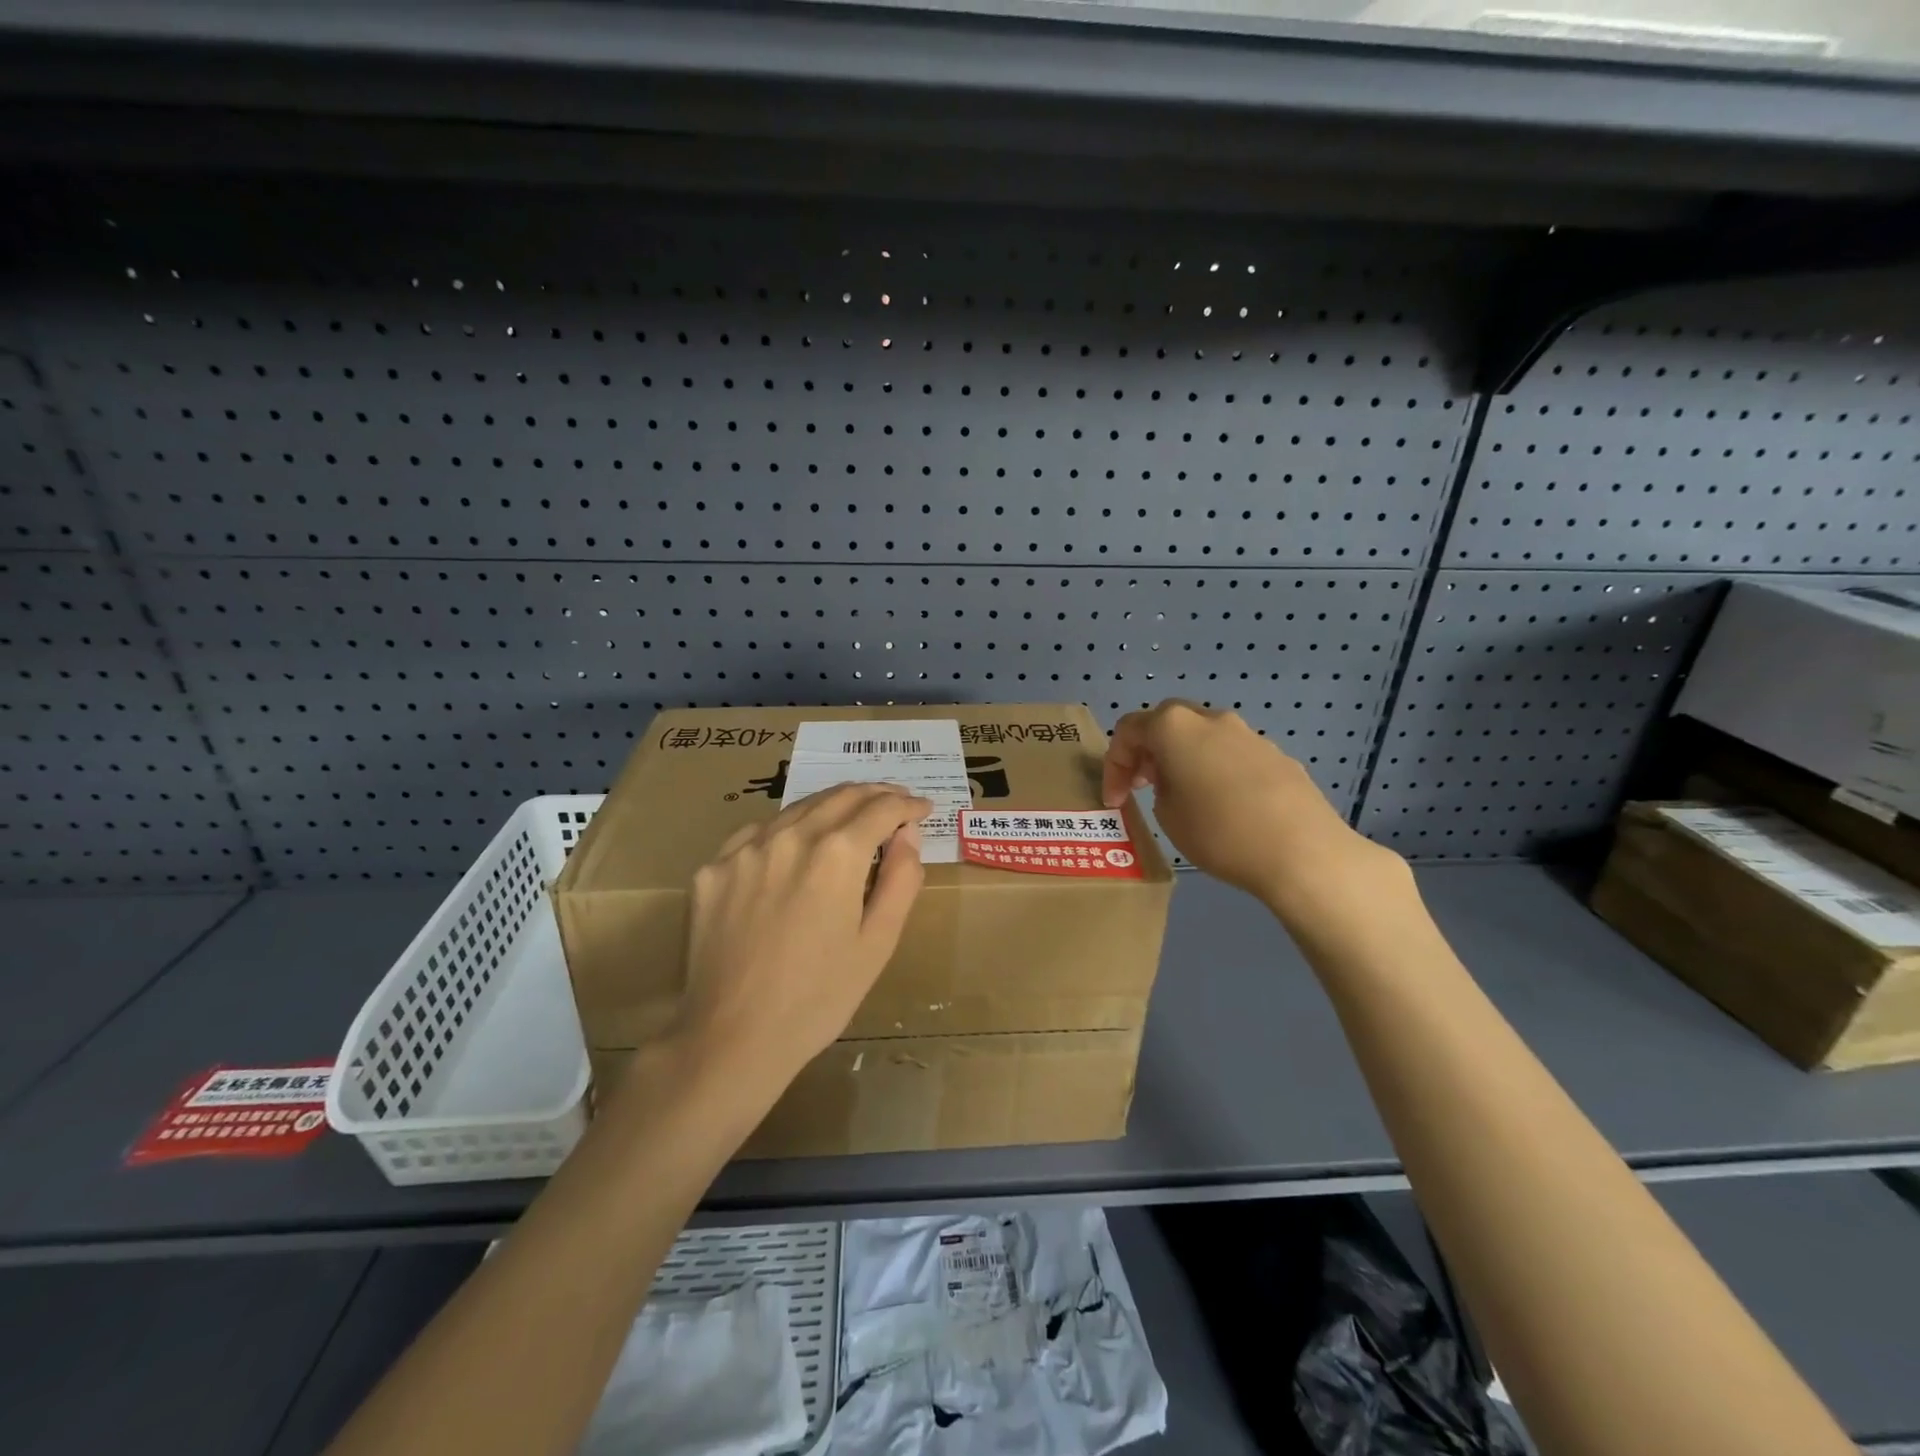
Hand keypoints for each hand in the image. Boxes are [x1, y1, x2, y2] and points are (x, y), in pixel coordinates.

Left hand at [670, 783, 931, 1097]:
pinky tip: (793, 846)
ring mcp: (745, 849)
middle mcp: (790, 836)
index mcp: (837, 854)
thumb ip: (901, 880)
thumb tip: (908, 834)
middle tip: (894, 802)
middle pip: (840, 796)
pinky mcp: (713, 868)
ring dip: (832, 806)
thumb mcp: (878, 944)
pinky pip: (758, 834)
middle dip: (874, 794)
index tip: (922, 809)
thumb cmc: (818, 998)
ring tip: (851, 816)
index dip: (907, 805)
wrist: (731, 1038)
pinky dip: (787, 830)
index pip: (881, 809)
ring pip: (798, 809)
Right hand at [1102, 699, 1408, 932]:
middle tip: (1143, 786)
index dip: (1114, 766)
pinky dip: (1216, 771)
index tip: (1116, 801)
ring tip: (1183, 797)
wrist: (1302, 852)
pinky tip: (1224, 807)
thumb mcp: (1167, 815)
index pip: (1129, 730)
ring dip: (1184, 759)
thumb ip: (1160, 787)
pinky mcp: (1277, 755)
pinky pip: (1232, 755)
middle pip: (1167, 722)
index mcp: (1175, 726)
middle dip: (1149, 752)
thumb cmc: (1219, 832)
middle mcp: (1211, 718)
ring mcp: (1249, 734)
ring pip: (1203, 737)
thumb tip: (1175, 779)